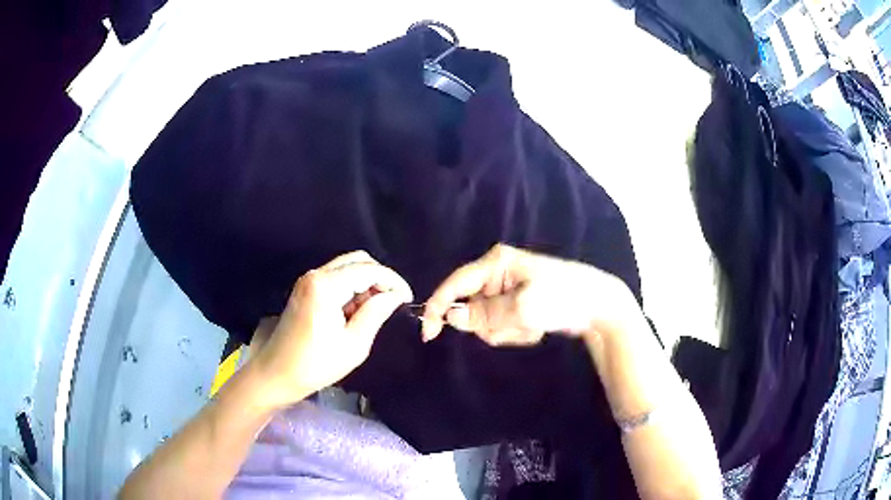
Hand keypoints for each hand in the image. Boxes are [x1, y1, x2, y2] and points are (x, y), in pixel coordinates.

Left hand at [252, 251, 412, 408]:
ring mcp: (308, 280)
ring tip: (375, 311)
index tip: (408, 299)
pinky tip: (355, 312)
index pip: (369, 269)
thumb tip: (395, 295)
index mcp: (326, 285)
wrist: (276, 374)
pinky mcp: (305, 289)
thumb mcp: (354, 344)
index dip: (393, 281)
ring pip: (347, 267)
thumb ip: (376, 313)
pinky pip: (335, 277)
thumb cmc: (316, 365)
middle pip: (358, 260)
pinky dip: (351, 287)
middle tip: (392, 303)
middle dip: (380, 278)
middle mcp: (316, 274)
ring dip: (365, 282)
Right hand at [422, 244, 638, 344]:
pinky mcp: (517, 304)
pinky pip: (502, 324)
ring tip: (532, 325)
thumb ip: (484, 315)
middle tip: (517, 326)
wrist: (597, 305)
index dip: (438, 307)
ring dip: (506, 330)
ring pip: (486, 321)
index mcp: (495, 263)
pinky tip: (537, 327)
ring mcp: (507, 290)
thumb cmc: (561, 298)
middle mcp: (497, 273)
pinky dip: (516, 331)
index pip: (455, 284)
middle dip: (489, 324)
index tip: (429, 335)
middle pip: (470, 307)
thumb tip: (453, 317)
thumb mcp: (522, 308)